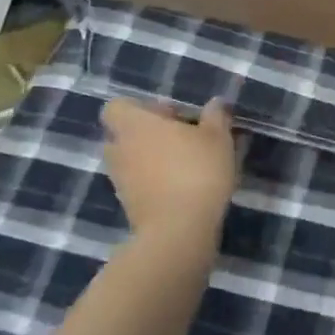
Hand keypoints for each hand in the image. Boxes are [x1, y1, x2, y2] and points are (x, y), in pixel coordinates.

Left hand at [100, 99, 237, 249]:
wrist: (179, 231)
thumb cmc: (197, 170)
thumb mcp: (218, 137)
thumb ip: (215, 116)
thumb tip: (214, 103)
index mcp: (135, 125)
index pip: (116, 107)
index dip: (140, 107)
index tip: (169, 115)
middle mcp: (120, 149)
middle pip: (124, 133)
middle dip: (149, 133)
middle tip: (182, 137)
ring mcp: (121, 180)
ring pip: (131, 160)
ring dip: (151, 159)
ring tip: (186, 163)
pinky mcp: (129, 206)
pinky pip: (138, 184)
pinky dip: (154, 182)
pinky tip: (184, 186)